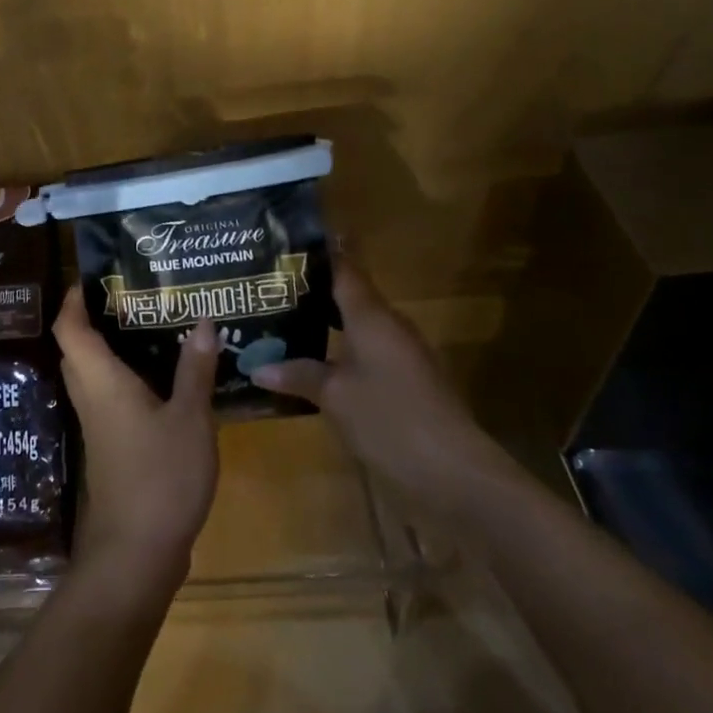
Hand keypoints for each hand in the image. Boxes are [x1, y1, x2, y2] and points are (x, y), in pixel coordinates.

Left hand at [54, 288, 218, 600]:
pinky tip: (163, 375)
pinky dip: (126, 376)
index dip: (75, 298)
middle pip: (78, 347)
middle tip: (137, 295)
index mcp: (100, 380)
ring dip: (112, 347)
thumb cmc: (160, 477)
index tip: (98, 276)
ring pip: (93, 372)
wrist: (136, 553)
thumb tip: (203, 321)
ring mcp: (97, 424)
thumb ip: (194, 370)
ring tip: (154, 324)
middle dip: (98, 317)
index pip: (69, 327)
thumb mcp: (190, 419)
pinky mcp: (109, 445)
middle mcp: (90, 396)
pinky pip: (108, 395)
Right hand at [252, 258, 512, 520]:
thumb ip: (298, 375)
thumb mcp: (335, 396)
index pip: (345, 269)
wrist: (455, 475)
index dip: (321, 251)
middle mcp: (389, 328)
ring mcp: (401, 357)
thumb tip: (257, 366)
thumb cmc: (391, 420)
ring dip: (323, 323)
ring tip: (279, 321)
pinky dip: (336, 352)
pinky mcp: (405, 385)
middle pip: (349, 296)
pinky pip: (363, 355)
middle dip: (312, 290)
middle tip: (268, 285)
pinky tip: (310, 365)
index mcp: (372, 317)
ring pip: (356, 328)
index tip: (291, 238)